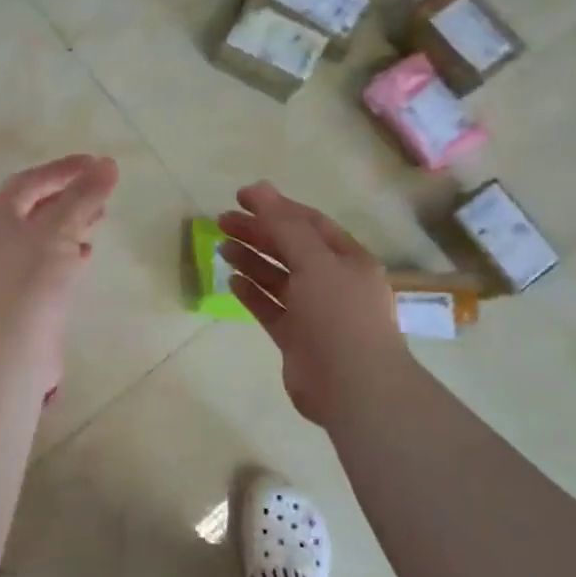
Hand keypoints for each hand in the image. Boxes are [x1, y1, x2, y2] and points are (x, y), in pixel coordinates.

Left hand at [0, 155, 119, 395]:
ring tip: (100, 217)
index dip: (65, 169)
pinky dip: (67, 251)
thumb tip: (108, 164)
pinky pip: (46, 262)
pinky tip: (86, 254)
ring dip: (71, 222)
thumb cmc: (29, 280)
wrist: (7, 350)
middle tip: (102, 190)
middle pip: (36, 206)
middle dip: (70, 195)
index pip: (32, 181)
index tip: (98, 163)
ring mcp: (7, 268)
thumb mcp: (59, 229)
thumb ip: (84, 196)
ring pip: (42, 235)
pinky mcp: (20, 294)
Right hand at [218, 182, 409, 428]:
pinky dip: (252, 293)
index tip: (241, 197)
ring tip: (221, 246)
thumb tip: (260, 189)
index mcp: (347, 259)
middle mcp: (332, 282)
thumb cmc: (339, 315)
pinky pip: (270, 308)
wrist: (354, 387)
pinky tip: (231, 280)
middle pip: (290, 248)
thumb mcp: (315, 261)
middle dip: (258, 232)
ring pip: (277, 278)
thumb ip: (284, 226)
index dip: (276, 207)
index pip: (309, 223)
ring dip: (251, 260)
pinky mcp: (296, 338)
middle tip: (222, 221)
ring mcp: (314, 312)